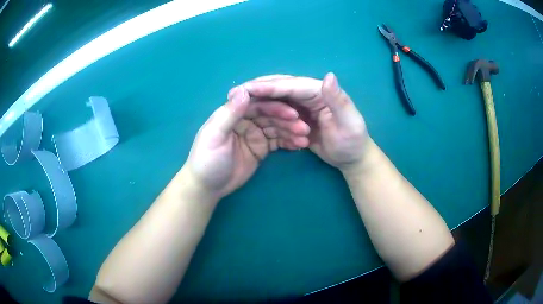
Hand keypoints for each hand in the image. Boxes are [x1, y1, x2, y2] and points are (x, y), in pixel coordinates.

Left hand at [185, 86, 310, 198]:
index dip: (274, 105)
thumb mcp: (215, 136)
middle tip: (303, 127)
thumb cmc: (207, 160)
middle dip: (287, 119)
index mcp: (232, 112)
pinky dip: (289, 141)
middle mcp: (245, 119)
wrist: (208, 187)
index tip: (292, 111)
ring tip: (304, 137)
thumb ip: (230, 113)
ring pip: (276, 127)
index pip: (256, 103)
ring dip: (291, 130)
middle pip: (270, 114)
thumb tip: (244, 89)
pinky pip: (278, 141)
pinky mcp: (261, 147)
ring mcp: (255, 133)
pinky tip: (300, 144)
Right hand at [245, 73, 369, 171]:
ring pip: (277, 98)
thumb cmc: (353, 142)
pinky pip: (279, 112)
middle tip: (236, 91)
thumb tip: (328, 75)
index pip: (292, 85)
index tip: (247, 88)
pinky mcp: (298, 118)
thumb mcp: (350, 122)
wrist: (352, 158)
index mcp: (320, 92)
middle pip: (281, 87)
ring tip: (240, 103)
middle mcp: (309, 95)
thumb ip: (339, 100)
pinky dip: (267, 113)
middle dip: (259, 88)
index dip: (269, 86)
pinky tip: (254, 116)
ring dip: (260, 100)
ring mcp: (303, 106)